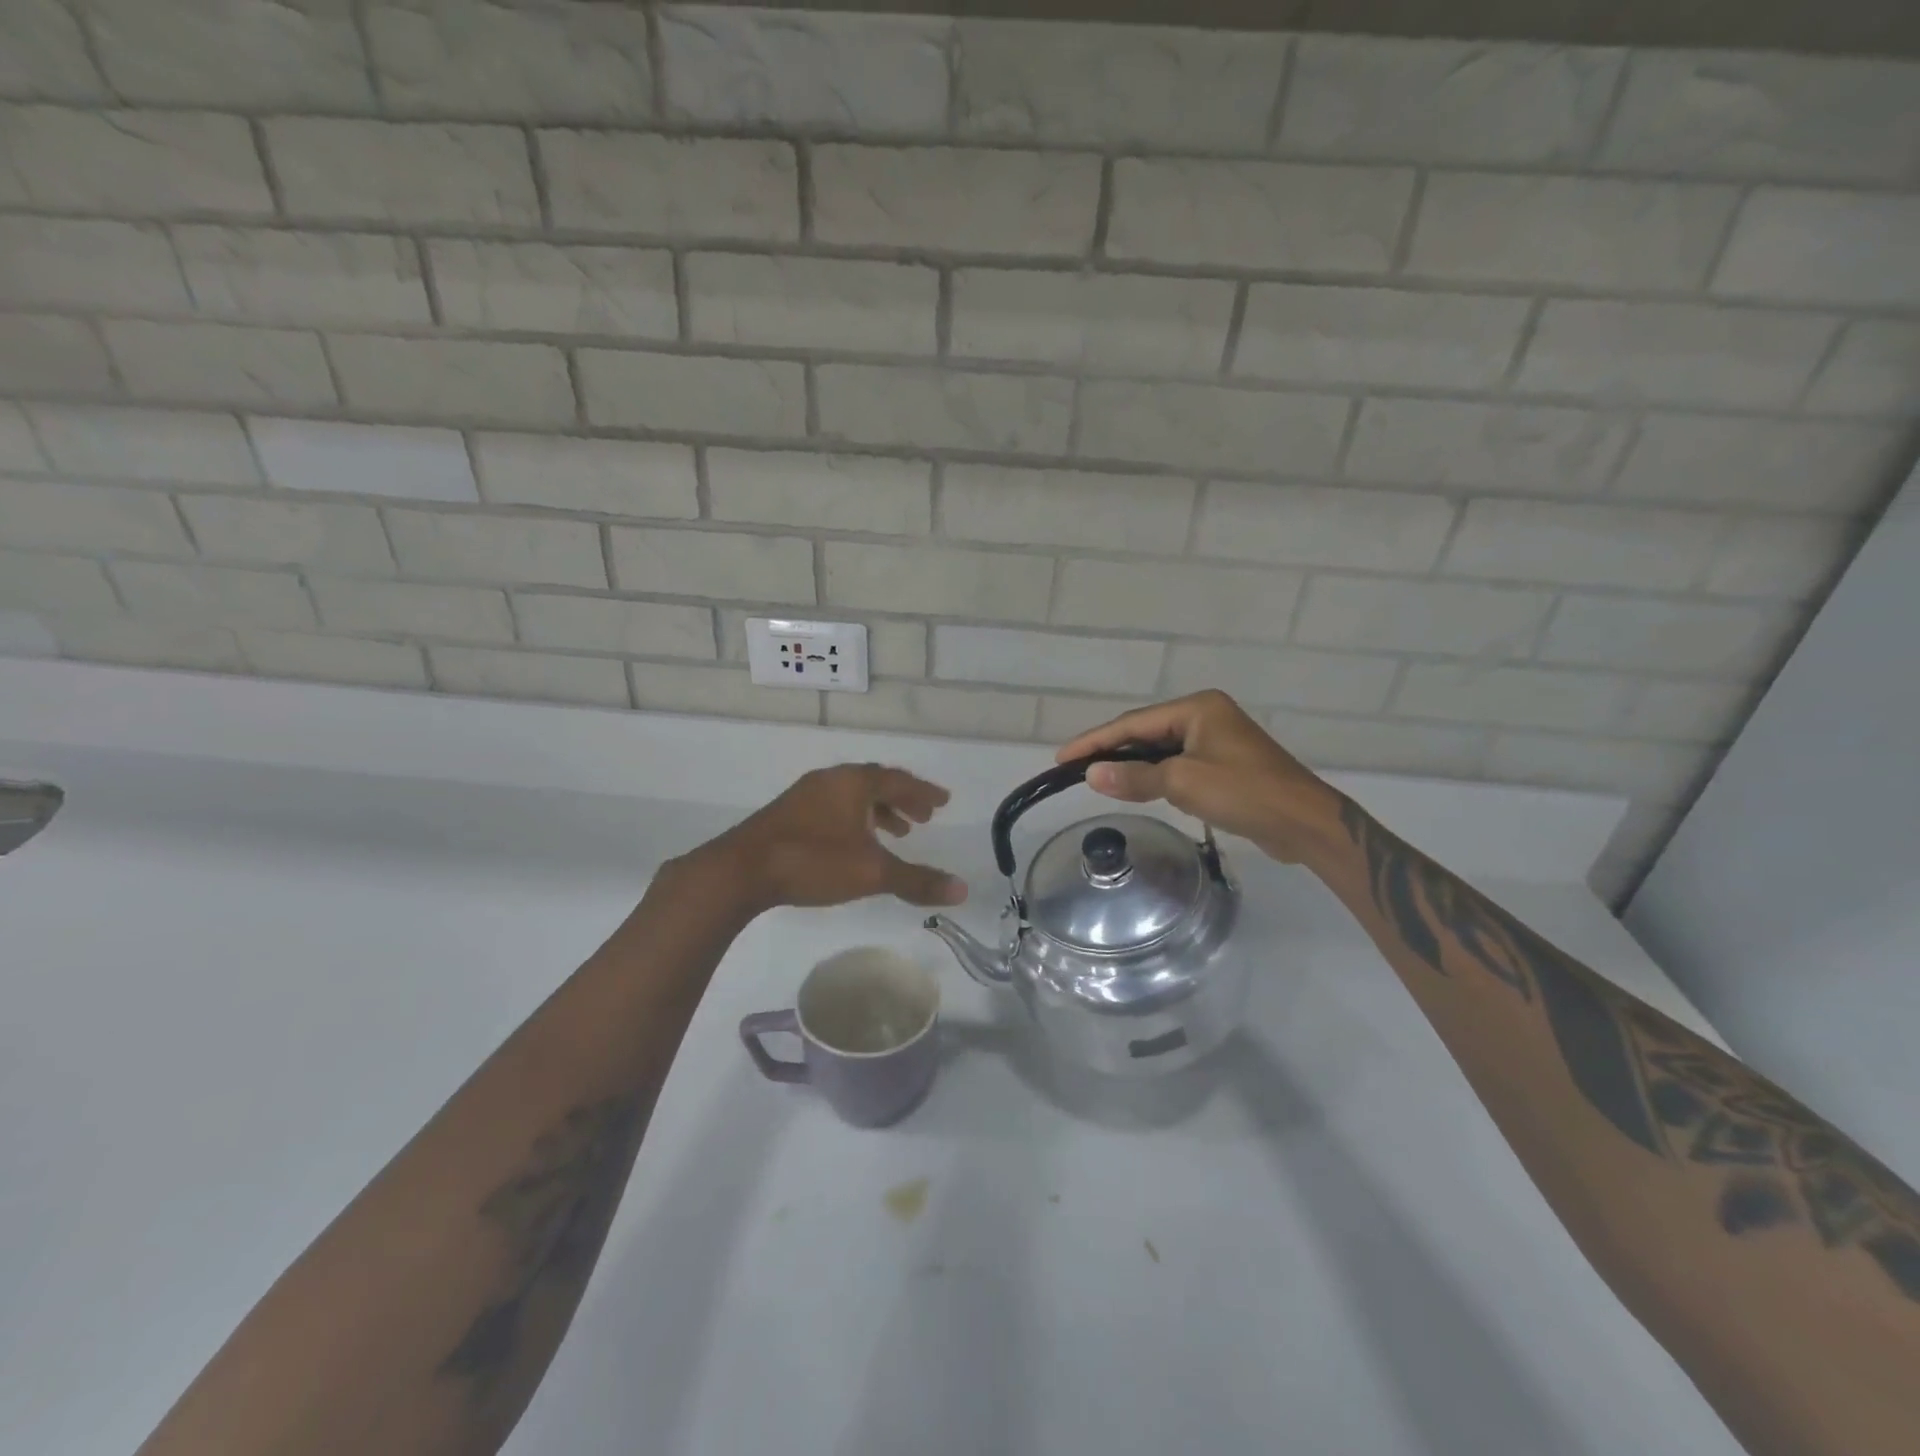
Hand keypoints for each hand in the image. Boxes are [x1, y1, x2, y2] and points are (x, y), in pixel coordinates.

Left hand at [697, 764, 967, 912]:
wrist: (741, 870)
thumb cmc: (813, 861)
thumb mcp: (872, 873)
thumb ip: (917, 880)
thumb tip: (962, 889)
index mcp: (854, 783)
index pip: (898, 780)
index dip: (923, 792)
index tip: (943, 802)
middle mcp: (831, 780)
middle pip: (875, 783)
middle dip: (902, 799)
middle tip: (924, 817)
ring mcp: (805, 795)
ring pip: (851, 796)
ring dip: (878, 810)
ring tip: (896, 832)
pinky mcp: (787, 813)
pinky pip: (833, 806)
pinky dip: (854, 819)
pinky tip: (853, 844)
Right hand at [1055, 691, 1346, 862]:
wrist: (1304, 823)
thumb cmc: (1244, 793)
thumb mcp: (1183, 783)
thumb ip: (1135, 777)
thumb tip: (1091, 774)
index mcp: (1197, 708)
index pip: (1133, 723)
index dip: (1095, 741)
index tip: (1061, 757)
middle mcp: (1206, 716)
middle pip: (1145, 732)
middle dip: (1110, 750)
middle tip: (1073, 768)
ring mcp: (1217, 740)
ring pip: (1161, 749)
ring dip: (1131, 764)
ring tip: (1096, 777)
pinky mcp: (1224, 764)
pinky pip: (1177, 764)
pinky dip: (1154, 775)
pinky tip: (1137, 786)